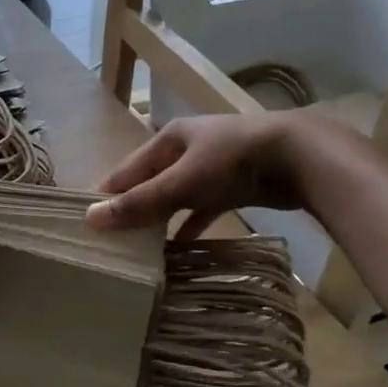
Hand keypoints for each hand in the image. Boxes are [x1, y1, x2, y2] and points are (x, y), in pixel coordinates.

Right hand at [86, 113, 304, 239]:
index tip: (86, 222)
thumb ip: (140, 203)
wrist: (301, 157)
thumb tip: (91, 219)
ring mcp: (212, 167)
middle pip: (149, 182)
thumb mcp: (181, 182)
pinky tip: (179, 248)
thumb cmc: (232, 161)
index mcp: (168, 138)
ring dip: (159, 219)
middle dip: (132, 209)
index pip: (126, 169)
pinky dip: (190, 225)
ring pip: (175, 196)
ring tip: (139, 248)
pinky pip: (202, 208)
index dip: (106, 194)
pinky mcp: (233, 186)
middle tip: (111, 241)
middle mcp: (186, 149)